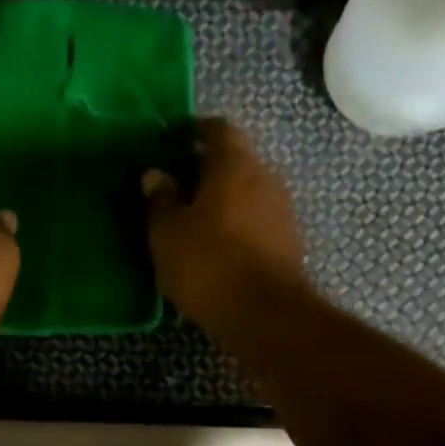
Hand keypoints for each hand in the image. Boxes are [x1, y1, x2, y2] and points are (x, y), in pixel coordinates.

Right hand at [143, 119, 305, 333]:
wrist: (265, 316)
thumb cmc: (208, 263)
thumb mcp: (168, 232)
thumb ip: (161, 198)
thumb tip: (156, 174)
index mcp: (234, 165)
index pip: (219, 129)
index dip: (196, 130)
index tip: (174, 140)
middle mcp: (265, 178)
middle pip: (235, 160)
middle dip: (207, 168)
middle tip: (176, 183)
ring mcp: (282, 210)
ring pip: (247, 191)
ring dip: (222, 198)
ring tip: (192, 217)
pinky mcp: (288, 242)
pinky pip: (256, 219)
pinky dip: (236, 223)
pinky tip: (215, 244)